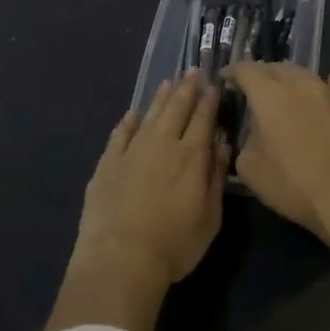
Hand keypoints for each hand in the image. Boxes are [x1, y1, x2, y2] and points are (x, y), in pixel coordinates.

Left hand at [77, 72, 229, 285]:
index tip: (214, 85)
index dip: (209, 100)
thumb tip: (222, 145)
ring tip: (168, 82)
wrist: (121, 258)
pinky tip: (132, 114)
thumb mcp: (210, 217)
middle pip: (176, 109)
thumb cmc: (174, 244)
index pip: (203, 119)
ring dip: (160, 98)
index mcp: (191, 156)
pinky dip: (127, 122)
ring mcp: (132, 151)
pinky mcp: (107, 164)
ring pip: (149, 116)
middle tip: (193, 72)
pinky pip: (119, 135)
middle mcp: (162, 144)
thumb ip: (216, 177)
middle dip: (187, 89)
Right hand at [224, 63, 329, 245]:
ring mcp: (329, 93)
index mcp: (269, 95)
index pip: (246, 70)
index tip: (225, 79)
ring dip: (289, 79)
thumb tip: (254, 132)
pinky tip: (326, 87)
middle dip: (260, 74)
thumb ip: (245, 141)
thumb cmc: (293, 185)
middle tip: (252, 88)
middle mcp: (299, 84)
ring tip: (283, 91)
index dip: (232, 72)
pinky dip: (323, 86)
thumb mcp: (250, 169)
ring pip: (304, 74)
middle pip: (276, 67)